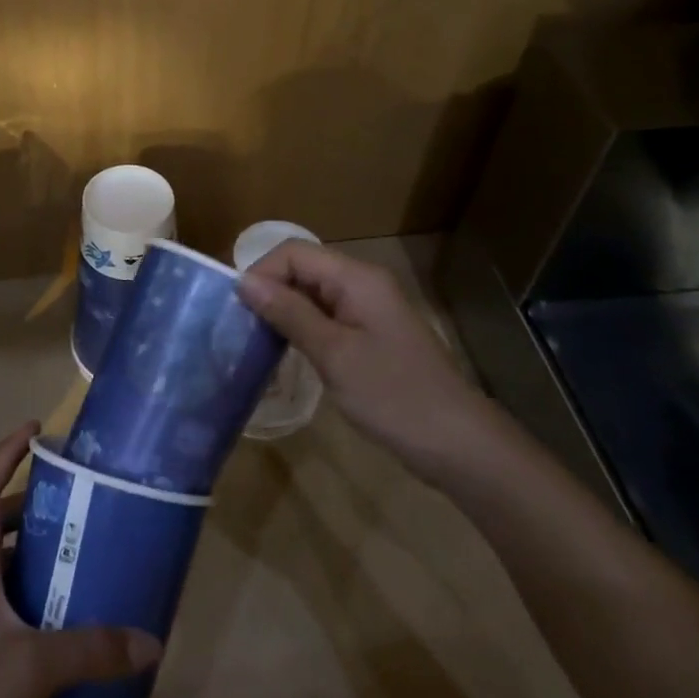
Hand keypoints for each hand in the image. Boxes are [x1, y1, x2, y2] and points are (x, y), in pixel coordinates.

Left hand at [0, 423, 162, 697]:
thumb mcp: (34, 670)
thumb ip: (92, 649)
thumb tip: (150, 640)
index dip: (6, 452)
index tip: (37, 428)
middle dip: (34, 506)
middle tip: (80, 501)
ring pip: (5, 571)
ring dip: (39, 558)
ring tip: (84, 554)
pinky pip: (11, 611)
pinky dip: (39, 604)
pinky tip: (72, 624)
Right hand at [236, 241, 496, 474]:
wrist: (458, 444)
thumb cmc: (393, 395)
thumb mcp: (333, 354)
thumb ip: (289, 313)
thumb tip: (244, 281)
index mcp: (357, 278)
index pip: (294, 252)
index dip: (262, 273)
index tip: (240, 312)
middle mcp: (363, 283)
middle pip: (303, 269)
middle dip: (270, 292)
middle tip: (244, 330)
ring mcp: (369, 309)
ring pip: (312, 293)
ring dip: (284, 311)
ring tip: (259, 343)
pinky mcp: (371, 333)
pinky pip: (327, 316)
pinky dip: (303, 327)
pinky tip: (289, 353)